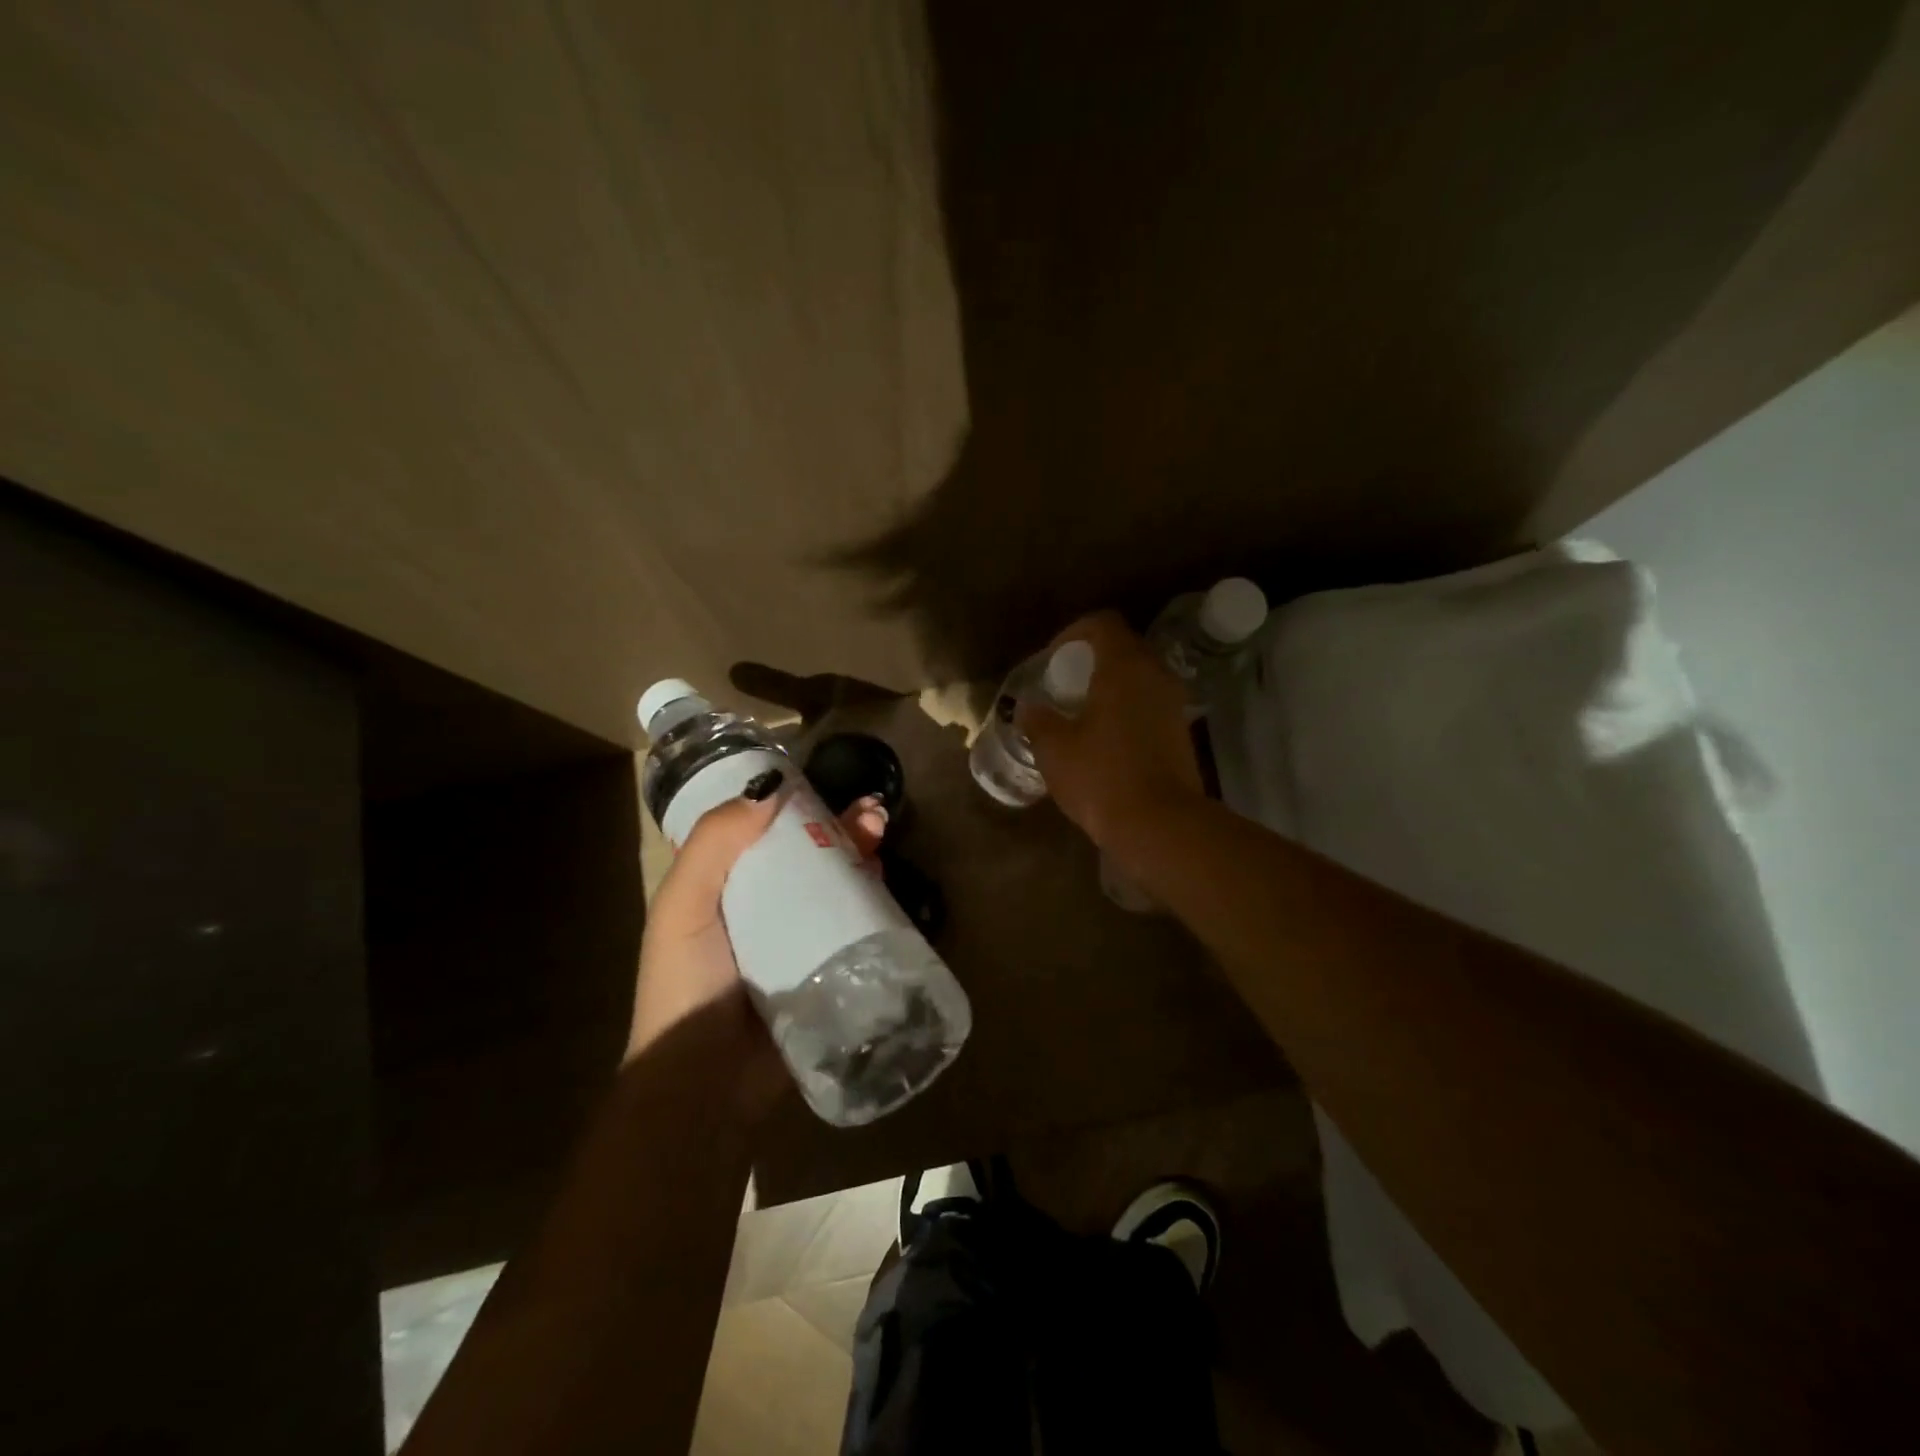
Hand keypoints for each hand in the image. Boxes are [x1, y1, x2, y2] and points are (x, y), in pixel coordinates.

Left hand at [629, 778, 888, 1121]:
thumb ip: (715, 843)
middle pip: (808, 857)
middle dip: (840, 828)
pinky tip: (886, 880)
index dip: (794, 808)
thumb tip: (771, 786)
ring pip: (836, 887)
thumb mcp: (683, 904)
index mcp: (724, 890)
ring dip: (861, 855)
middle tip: (871, 812)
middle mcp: (763, 910)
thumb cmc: (686, 982)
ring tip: (880, 833)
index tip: (822, 791)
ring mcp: (798, 941)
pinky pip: (854, 927)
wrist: (706, 1081)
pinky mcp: (827, 970)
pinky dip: (873, 900)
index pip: (763, 835)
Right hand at [1018, 611, 1203, 856]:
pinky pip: (1150, 704)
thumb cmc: (1101, 777)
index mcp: (1124, 668)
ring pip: (1139, 678)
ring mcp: (1174, 704)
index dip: (1073, 632)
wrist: (1160, 825)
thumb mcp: (1055, 749)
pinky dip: (1127, 709)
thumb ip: (1038, 721)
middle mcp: (1155, 675)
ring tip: (1082, 713)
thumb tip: (1029, 709)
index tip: (1052, 659)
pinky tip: (1106, 739)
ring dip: (1111, 686)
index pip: (1102, 624)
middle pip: (1124, 648)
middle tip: (1064, 686)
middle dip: (1091, 660)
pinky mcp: (1181, 732)